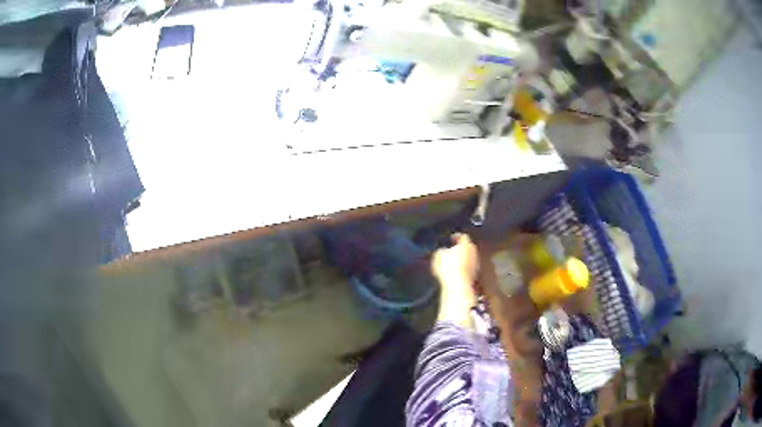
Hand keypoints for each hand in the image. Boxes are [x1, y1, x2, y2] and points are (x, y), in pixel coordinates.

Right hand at [431, 234, 478, 327]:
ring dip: (464, 260)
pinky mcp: (477, 276)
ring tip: (454, 263)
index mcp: (467, 244)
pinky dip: (464, 270)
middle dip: (461, 249)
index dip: (456, 236)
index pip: (463, 236)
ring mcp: (477, 265)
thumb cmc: (449, 267)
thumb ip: (442, 250)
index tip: (451, 238)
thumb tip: (443, 250)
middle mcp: (474, 253)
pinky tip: (457, 273)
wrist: (458, 285)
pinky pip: (470, 269)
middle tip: (452, 251)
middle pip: (468, 247)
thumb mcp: (439, 255)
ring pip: (470, 259)